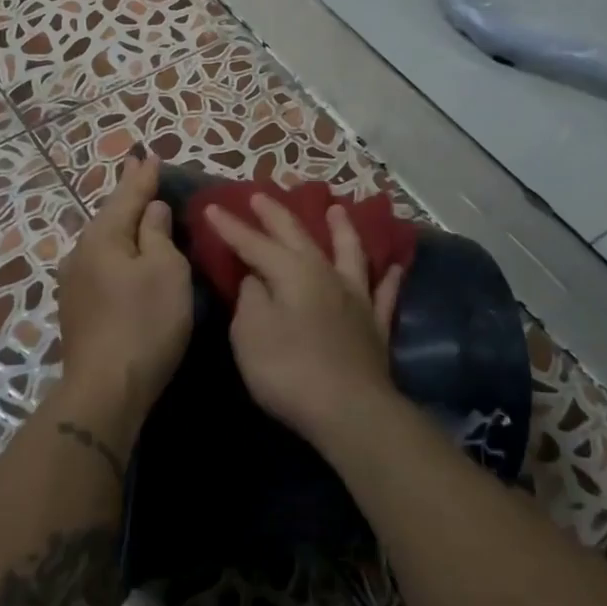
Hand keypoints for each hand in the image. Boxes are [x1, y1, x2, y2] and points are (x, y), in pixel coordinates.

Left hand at [56, 155, 193, 420]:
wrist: (106, 389)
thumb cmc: (144, 323)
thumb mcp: (165, 271)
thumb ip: (157, 233)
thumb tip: (151, 209)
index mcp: (102, 237)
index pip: (127, 196)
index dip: (143, 176)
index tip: (150, 154)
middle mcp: (80, 253)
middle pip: (111, 216)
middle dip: (129, 196)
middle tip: (143, 174)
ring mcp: (74, 282)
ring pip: (104, 242)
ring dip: (123, 225)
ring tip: (138, 211)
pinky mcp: (77, 308)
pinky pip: (102, 265)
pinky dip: (118, 252)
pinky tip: (126, 255)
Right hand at [203, 195, 402, 448]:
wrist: (349, 410)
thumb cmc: (288, 369)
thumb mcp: (250, 332)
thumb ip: (251, 297)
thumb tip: (257, 278)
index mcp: (292, 272)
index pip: (254, 243)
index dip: (231, 226)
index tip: (213, 207)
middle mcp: (326, 274)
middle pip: (298, 237)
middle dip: (276, 215)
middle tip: (261, 195)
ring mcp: (356, 298)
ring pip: (350, 252)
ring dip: (341, 229)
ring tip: (336, 209)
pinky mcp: (375, 325)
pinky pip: (384, 293)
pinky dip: (388, 278)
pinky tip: (393, 267)